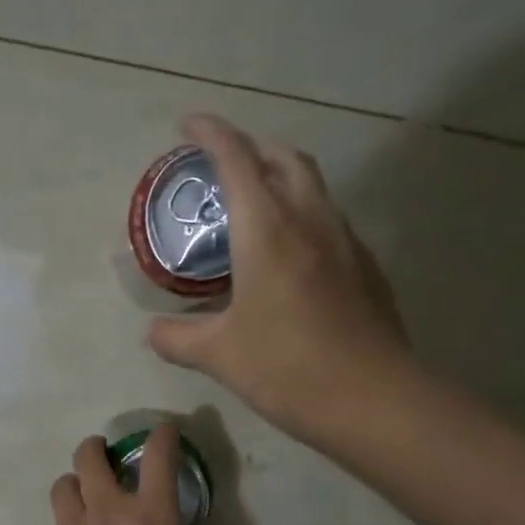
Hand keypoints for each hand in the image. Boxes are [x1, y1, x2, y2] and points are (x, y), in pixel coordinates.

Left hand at [42, 428, 197, 524]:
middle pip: (89, 459)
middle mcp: (108, 513)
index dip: (162, 436)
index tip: (165, 431)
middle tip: (102, 453)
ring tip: (81, 496)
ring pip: (62, 488)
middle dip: (95, 447)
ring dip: (73, 485)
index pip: (159, 458)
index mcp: (152, 516)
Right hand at [147, 114, 411, 435]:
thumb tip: (152, 332)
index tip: (188, 125)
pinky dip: (305, 221)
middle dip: (253, 150)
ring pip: (314, 189)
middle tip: (225, 171)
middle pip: (285, 159)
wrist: (372, 400)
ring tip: (255, 215)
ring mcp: (346, 243)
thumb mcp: (218, 355)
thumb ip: (177, 338)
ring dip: (283, 183)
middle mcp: (311, 222)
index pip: (236, 159)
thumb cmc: (287, 368)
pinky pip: (330, 225)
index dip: (211, 133)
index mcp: (268, 230)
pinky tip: (291, 262)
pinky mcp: (367, 269)